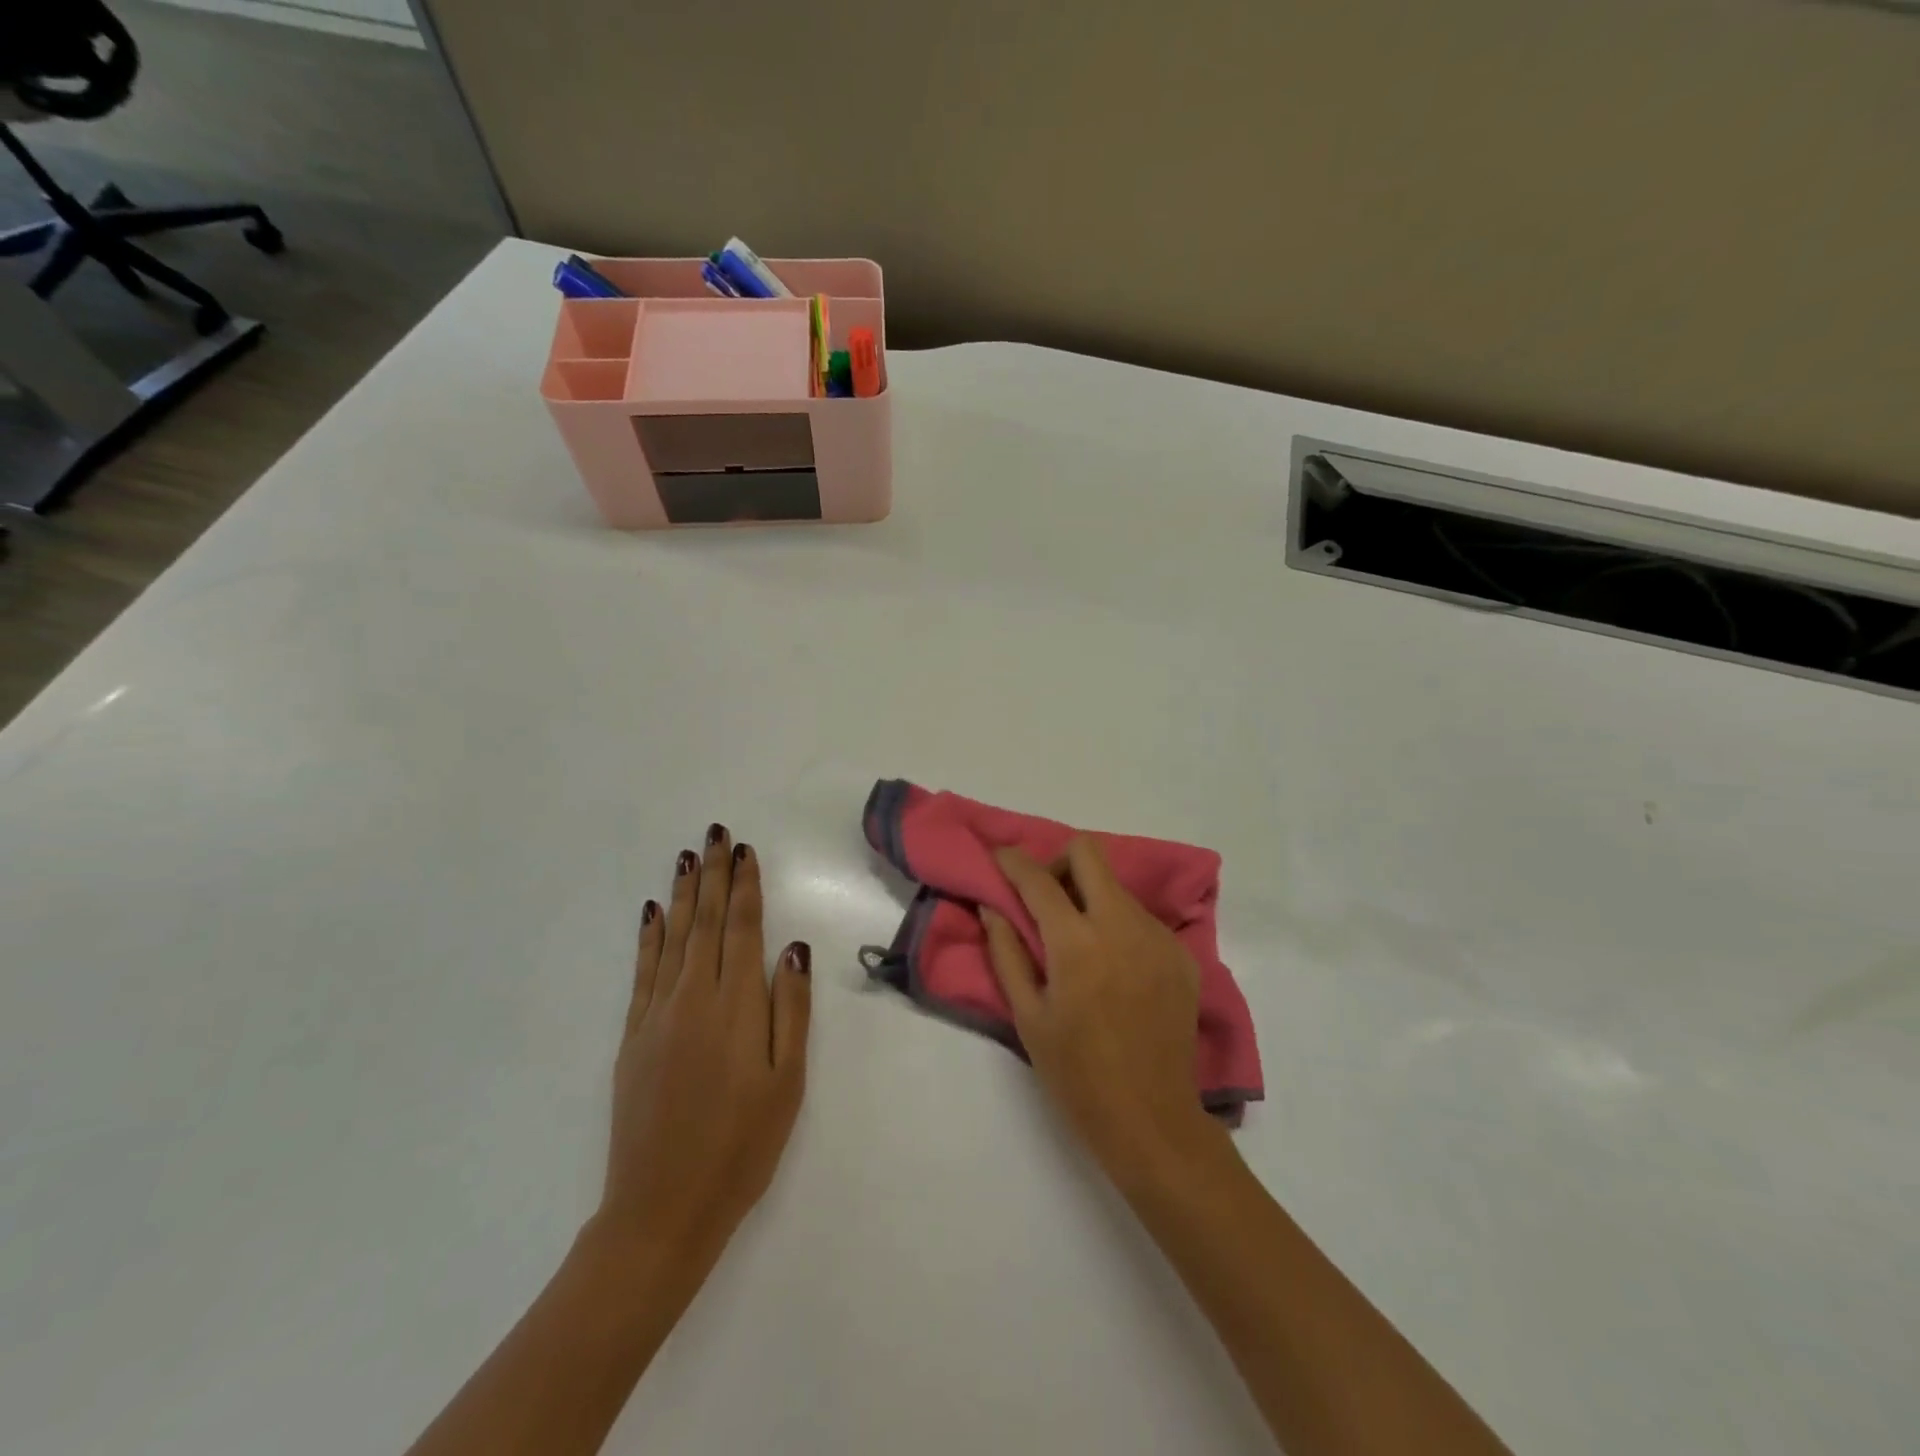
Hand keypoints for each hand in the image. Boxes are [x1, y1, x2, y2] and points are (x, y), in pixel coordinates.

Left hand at [597, 825, 811, 1273]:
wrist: (662, 1209)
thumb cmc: (742, 1146)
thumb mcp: (787, 1082)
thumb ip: (791, 1010)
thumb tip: (794, 948)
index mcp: (736, 1006)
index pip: (741, 929)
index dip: (744, 887)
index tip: (745, 851)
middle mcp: (693, 998)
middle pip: (705, 922)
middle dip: (712, 874)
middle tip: (715, 834)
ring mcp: (657, 1016)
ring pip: (672, 938)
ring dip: (681, 894)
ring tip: (687, 856)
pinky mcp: (633, 1038)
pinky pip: (642, 972)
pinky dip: (649, 938)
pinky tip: (652, 913)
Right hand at [982, 837, 1225, 1186]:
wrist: (1152, 1118)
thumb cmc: (1076, 1073)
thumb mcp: (1027, 1016)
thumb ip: (1006, 952)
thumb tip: (993, 906)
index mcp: (1077, 943)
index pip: (1038, 879)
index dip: (1012, 861)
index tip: (999, 858)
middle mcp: (1122, 924)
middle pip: (1087, 853)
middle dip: (1058, 862)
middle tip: (1044, 896)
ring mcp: (1158, 936)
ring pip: (1116, 886)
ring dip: (1089, 896)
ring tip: (1079, 940)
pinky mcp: (1181, 953)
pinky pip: (1141, 917)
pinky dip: (1117, 924)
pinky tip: (1113, 966)